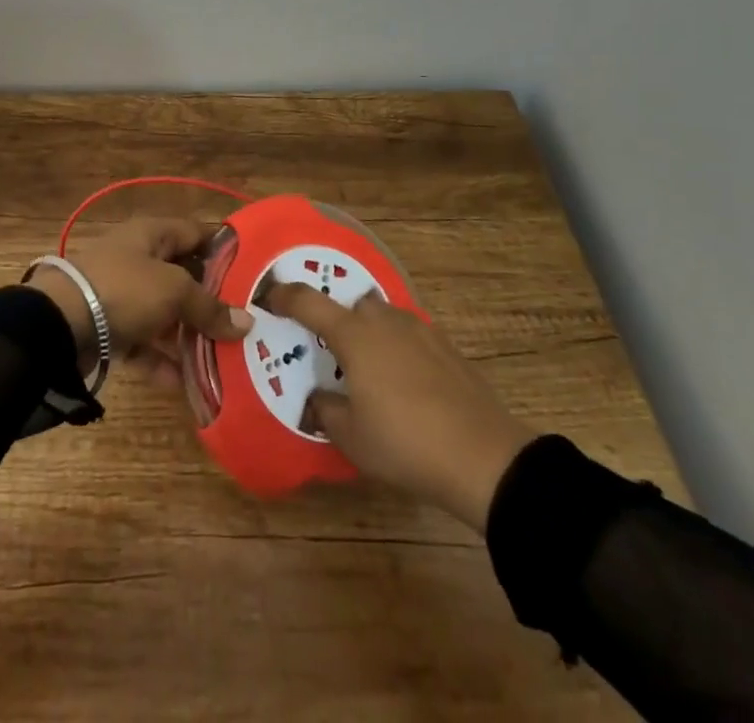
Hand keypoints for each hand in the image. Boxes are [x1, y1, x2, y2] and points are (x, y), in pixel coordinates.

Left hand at [25, 218, 252, 387]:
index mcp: (152, 234)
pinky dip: (162, 359)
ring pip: (164, 312)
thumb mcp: (174, 292)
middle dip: (211, 301)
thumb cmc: (124, 290)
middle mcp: (138, 258)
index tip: (254, 274)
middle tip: (243, 325)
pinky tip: (186, 383)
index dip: (224, 250)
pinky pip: (144, 342)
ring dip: (189, 335)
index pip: (197, 233)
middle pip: (182, 276)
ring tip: (223, 359)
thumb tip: (246, 323)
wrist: (58, 323)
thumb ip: (210, 307)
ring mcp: (121, 293)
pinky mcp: (108, 327)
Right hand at [264, 284, 536, 532]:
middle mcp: (384, 321)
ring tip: (369, 371)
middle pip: (351, 306)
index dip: (284, 296)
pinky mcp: (446, 346)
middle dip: (337, 322)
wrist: (483, 457)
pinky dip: (397, 348)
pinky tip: (404, 382)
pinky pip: (408, 335)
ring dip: (370, 334)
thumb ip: (325, 409)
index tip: (269, 296)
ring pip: (382, 318)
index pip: (309, 302)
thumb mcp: (350, 437)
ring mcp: (419, 329)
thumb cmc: (405, 444)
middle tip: (330, 354)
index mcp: (354, 335)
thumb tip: (318, 397)